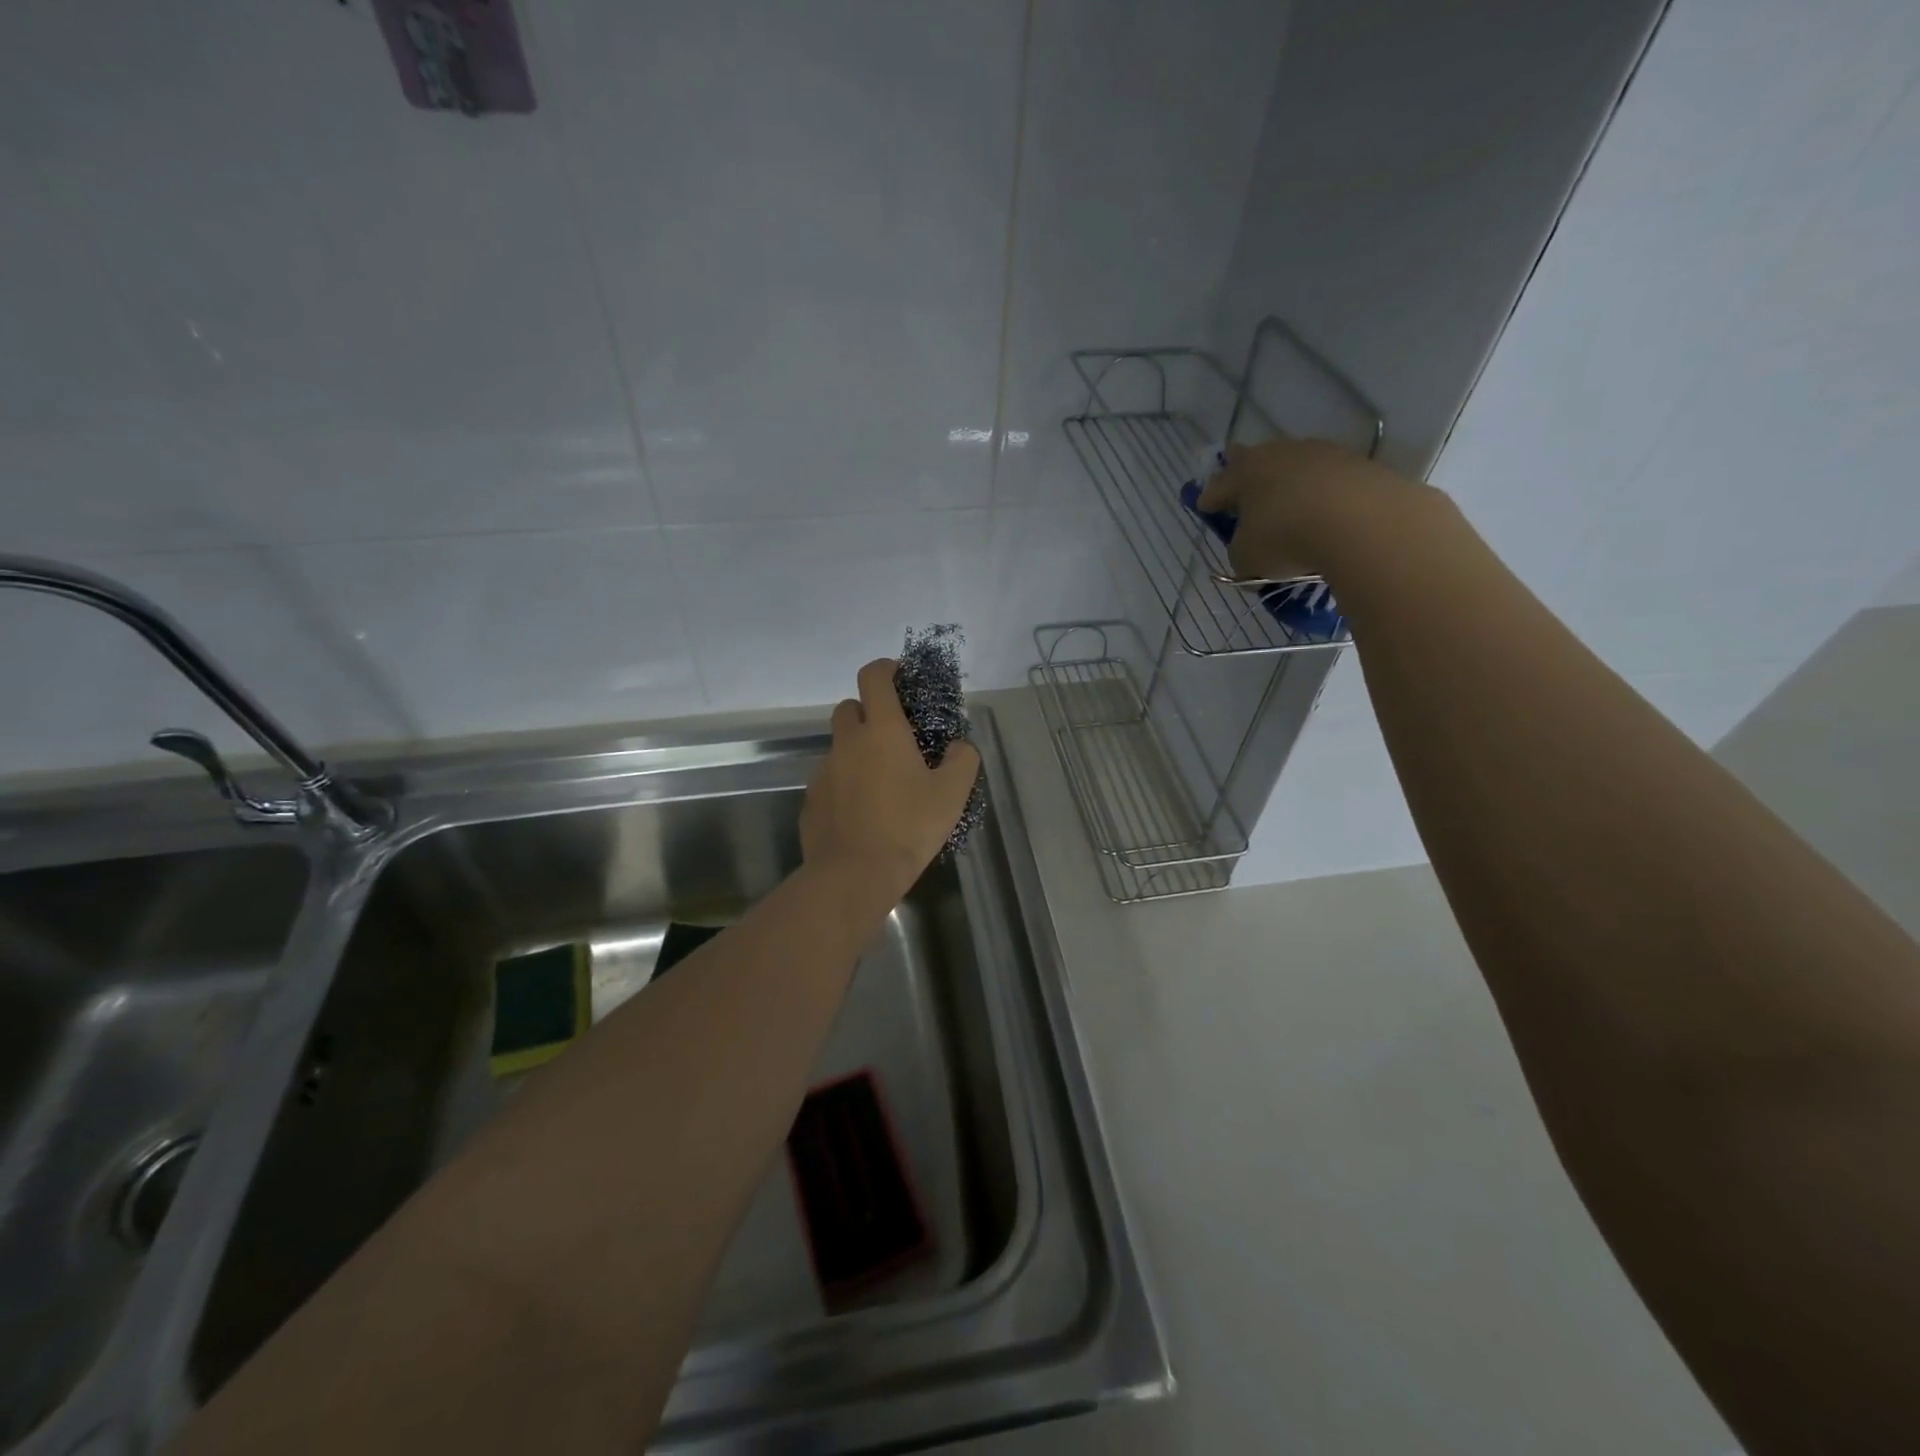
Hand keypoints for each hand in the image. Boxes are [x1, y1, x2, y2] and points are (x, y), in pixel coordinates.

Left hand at [801, 659, 981, 902]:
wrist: (854, 874)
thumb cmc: (908, 827)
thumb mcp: (952, 794)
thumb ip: (963, 759)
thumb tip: (959, 747)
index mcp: (882, 731)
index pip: (873, 677)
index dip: (886, 668)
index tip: (900, 676)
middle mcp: (847, 742)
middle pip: (849, 707)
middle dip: (868, 711)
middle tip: (893, 736)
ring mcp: (824, 770)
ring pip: (839, 746)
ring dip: (857, 751)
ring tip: (882, 782)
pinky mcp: (812, 799)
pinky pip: (830, 779)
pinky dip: (845, 783)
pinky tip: (863, 811)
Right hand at [1198, 438, 1436, 581]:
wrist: (1360, 521)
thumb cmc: (1285, 537)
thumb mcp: (1247, 558)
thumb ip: (1240, 555)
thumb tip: (1248, 557)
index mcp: (1243, 473)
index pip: (1217, 485)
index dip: (1209, 498)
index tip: (1204, 507)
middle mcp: (1278, 454)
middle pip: (1255, 461)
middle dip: (1245, 473)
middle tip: (1241, 486)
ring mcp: (1320, 454)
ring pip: (1293, 466)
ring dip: (1287, 483)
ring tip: (1289, 506)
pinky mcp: (1355, 464)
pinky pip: (1327, 479)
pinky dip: (1320, 493)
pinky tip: (1324, 512)